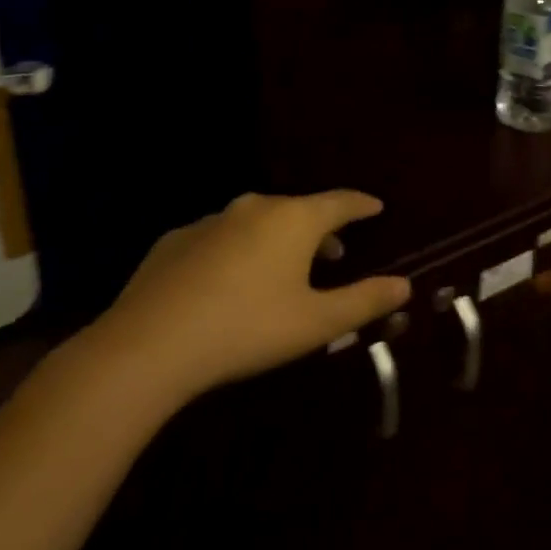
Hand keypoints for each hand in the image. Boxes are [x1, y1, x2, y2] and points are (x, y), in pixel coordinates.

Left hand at [77, 191, 410, 410]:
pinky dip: (236, 250)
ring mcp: (211, 221)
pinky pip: (220, 238)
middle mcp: (255, 207)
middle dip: (320, 229)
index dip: (361, 205)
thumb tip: (404, 285)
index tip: (376, 208)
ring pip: (258, 222)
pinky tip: (228, 281)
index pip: (340, 201)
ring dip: (277, 239)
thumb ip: (364, 301)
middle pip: (299, 210)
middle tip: (333, 253)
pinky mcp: (175, 241)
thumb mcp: (316, 323)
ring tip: (283, 269)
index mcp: (295, 219)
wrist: (146, 348)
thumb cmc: (246, 329)